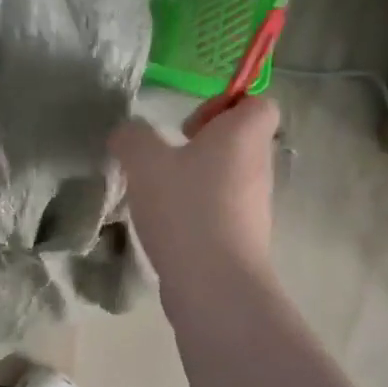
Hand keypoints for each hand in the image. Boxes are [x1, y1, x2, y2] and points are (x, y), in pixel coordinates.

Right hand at [111, 96, 279, 273]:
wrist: (214, 283)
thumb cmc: (185, 207)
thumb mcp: (143, 161)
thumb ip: (132, 137)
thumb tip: (128, 133)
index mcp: (243, 136)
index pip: (258, 103)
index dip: (226, 104)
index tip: (190, 124)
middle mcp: (258, 167)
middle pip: (240, 140)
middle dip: (202, 144)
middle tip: (167, 157)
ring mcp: (254, 205)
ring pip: (228, 177)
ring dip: (196, 179)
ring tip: (160, 193)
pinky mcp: (243, 237)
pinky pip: (221, 209)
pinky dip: (196, 210)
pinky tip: (166, 224)